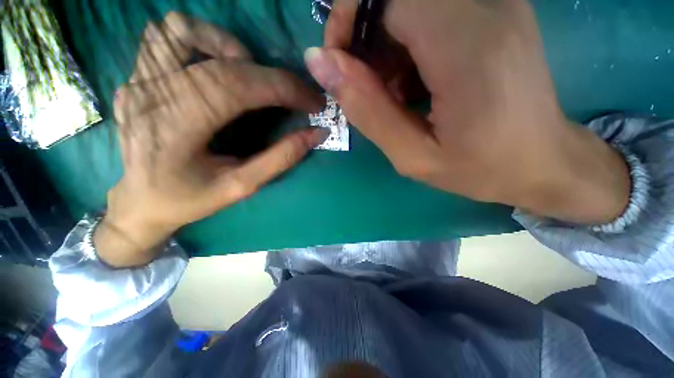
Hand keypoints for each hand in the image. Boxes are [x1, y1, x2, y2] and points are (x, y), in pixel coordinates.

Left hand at [95, 13, 326, 266]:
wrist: (139, 201)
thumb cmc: (189, 200)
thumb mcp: (241, 187)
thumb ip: (280, 159)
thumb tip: (316, 134)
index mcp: (177, 127)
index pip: (239, 87)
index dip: (284, 89)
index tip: (313, 101)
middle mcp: (151, 94)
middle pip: (222, 61)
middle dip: (272, 76)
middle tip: (295, 95)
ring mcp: (138, 80)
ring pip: (182, 31)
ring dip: (229, 48)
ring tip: (252, 77)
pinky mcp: (136, 77)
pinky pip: (165, 38)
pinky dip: (200, 42)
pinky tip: (217, 69)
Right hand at [307, 0, 629, 223]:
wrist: (542, 162)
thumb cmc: (480, 169)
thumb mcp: (412, 156)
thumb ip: (366, 110)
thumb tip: (320, 64)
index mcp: (465, 48)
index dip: (349, 20)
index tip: (340, 66)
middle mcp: (486, 9)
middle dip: (365, 38)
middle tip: (370, 90)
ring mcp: (497, 6)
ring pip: (410, 7)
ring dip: (386, 48)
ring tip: (396, 96)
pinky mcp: (497, 13)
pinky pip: (431, 14)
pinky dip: (408, 46)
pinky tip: (416, 85)